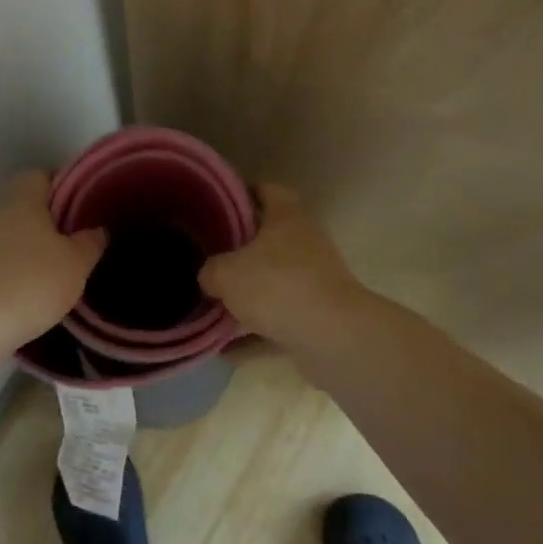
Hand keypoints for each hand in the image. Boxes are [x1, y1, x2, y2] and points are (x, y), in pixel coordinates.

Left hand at [0, 171, 104, 350]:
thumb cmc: (31, 283)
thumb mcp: (76, 264)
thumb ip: (90, 243)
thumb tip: (97, 229)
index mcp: (22, 200)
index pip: (40, 176)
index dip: (61, 187)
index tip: (79, 205)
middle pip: (21, 206)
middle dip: (43, 221)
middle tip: (68, 241)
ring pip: (5, 235)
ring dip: (23, 248)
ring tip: (48, 271)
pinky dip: (7, 271)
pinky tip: (23, 293)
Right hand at [198, 184, 366, 341]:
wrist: (333, 338)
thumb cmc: (277, 286)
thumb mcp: (226, 273)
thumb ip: (211, 271)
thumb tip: (209, 277)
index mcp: (287, 219)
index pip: (268, 191)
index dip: (245, 192)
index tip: (220, 202)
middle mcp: (305, 245)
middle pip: (269, 241)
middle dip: (240, 253)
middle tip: (209, 259)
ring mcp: (315, 284)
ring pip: (274, 286)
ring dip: (248, 300)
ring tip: (212, 310)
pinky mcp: (318, 321)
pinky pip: (279, 325)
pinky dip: (256, 336)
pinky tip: (226, 352)